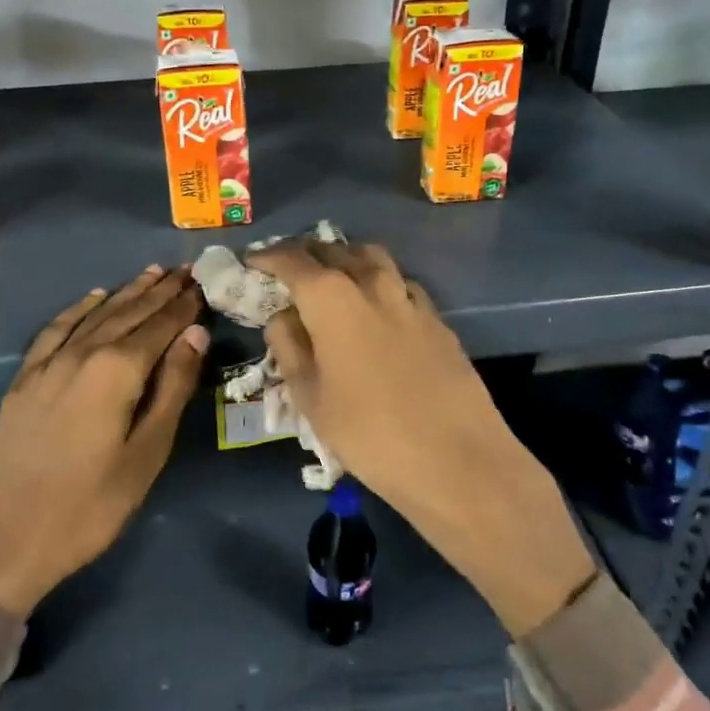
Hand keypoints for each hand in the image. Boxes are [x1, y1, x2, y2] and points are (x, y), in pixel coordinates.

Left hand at [0, 266, 207, 616]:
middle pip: (129, 312)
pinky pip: (56, 329)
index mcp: (117, 370)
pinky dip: (78, 308)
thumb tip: (195, 333)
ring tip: (152, 273)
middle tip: (185, 270)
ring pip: (95, 314)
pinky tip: (93, 297)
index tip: (203, 283)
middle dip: (160, 291)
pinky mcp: (25, 379)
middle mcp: (82, 353)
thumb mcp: (147, 452)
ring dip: (126, 293)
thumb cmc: (90, 505)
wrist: (5, 539)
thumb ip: (173, 387)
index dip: (184, 305)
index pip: (160, 325)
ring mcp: (48, 363)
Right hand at [249, 240, 595, 637]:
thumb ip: (289, 347)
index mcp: (331, 298)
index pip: (292, 261)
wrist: (457, 460)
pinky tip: (376, 306)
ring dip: (345, 258)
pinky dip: (379, 282)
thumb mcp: (310, 396)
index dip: (268, 257)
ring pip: (372, 258)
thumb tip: (283, 316)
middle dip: (305, 252)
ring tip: (331, 276)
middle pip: (334, 250)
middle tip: (287, 266)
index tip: (252, 261)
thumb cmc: (368, 433)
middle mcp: (372, 283)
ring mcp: (410, 298)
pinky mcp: (437, 319)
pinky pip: (400, 283)